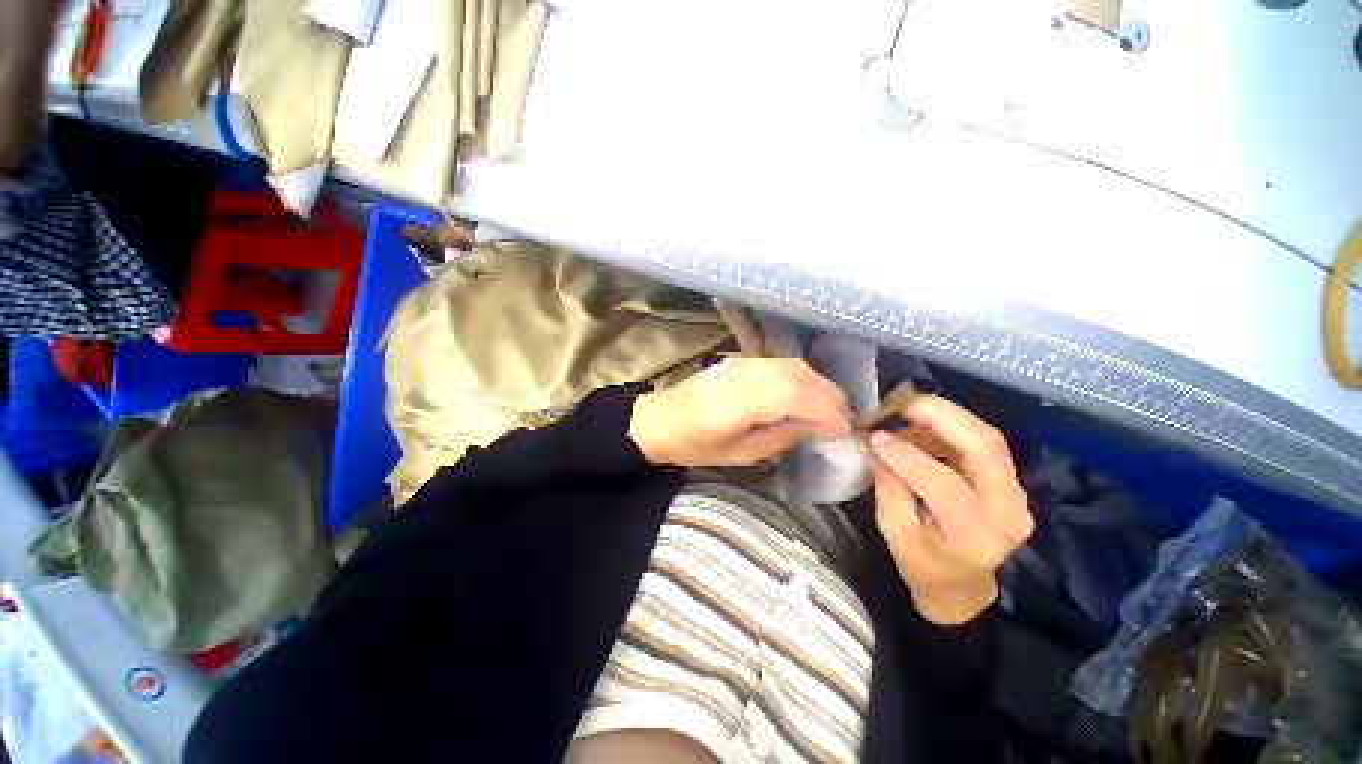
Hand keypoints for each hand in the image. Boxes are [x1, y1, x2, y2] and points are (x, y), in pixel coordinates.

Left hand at [629, 357, 850, 466]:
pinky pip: (779, 363)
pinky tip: (807, 393)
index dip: (825, 408)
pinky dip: (801, 377)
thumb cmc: (694, 446)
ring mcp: (738, 362)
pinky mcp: (738, 358)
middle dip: (829, 395)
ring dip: (818, 384)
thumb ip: (782, 435)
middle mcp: (740, 374)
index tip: (843, 429)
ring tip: (831, 408)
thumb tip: (820, 425)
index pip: (793, 394)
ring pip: (791, 364)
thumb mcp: (739, 454)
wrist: (658, 420)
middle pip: (797, 374)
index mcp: (736, 403)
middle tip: (843, 419)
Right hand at [867, 396, 1033, 624]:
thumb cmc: (923, 566)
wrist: (961, 588)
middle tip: (903, 403)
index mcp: (975, 534)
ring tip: (907, 414)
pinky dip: (951, 429)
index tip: (875, 435)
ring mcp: (1016, 495)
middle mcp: (1008, 511)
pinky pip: (982, 445)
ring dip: (945, 419)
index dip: (906, 454)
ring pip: (987, 439)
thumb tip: (877, 443)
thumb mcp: (894, 531)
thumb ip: (888, 484)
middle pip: (985, 446)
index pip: (944, 483)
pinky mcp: (1010, 484)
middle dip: (942, 415)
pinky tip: (923, 428)